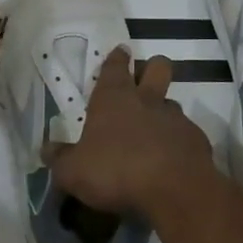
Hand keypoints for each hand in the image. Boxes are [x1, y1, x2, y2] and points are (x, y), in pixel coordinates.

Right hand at [45, 47, 215, 218]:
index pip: (116, 65)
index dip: (116, 58)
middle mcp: (147, 100)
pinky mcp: (196, 139)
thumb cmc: (116, 171)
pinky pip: (185, 133)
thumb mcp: (73, 171)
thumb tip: (47, 149)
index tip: (120, 52)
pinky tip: (170, 160)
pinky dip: (177, 141)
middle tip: (142, 81)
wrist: (174, 190)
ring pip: (171, 102)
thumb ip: (60, 159)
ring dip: (163, 110)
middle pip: (157, 67)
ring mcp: (175, 118)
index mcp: (114, 98)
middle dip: (151, 68)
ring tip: (153, 131)